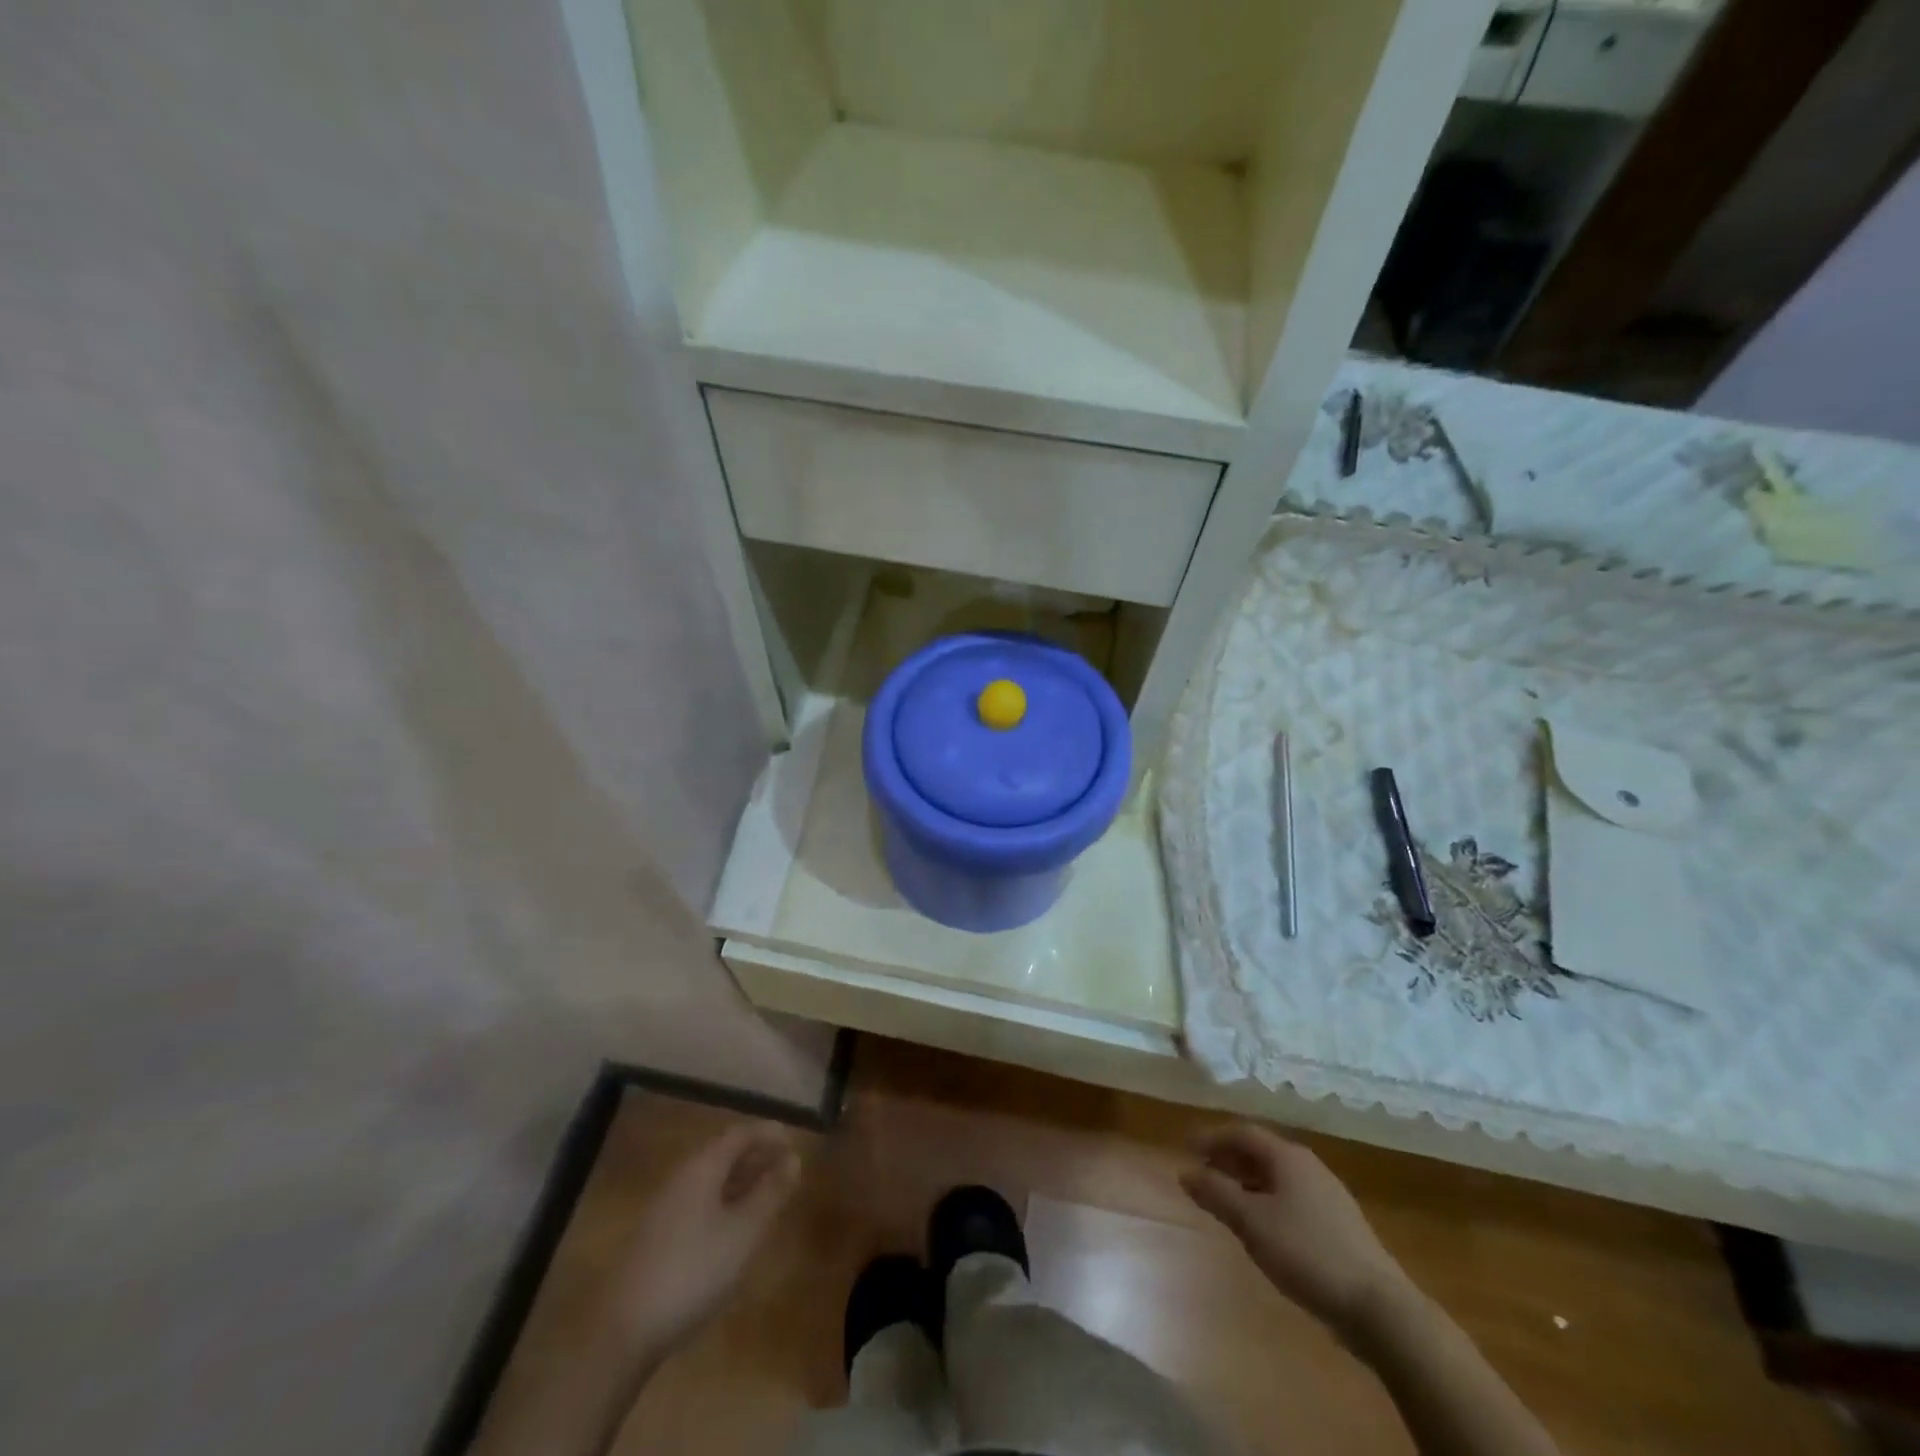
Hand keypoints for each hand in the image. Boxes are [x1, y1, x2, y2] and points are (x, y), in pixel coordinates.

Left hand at [609, 1122, 800, 1359]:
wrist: (624, 1331)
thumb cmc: (693, 1271)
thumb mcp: (744, 1232)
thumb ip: (770, 1193)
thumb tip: (793, 1159)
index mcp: (702, 1168)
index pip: (739, 1134)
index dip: (768, 1134)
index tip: (794, 1144)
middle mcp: (681, 1178)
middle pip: (723, 1154)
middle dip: (756, 1157)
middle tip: (786, 1171)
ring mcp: (665, 1209)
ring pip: (711, 1181)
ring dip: (741, 1182)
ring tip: (767, 1198)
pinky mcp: (657, 1238)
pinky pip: (699, 1203)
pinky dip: (725, 1203)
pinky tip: (735, 1230)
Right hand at [1181, 1123, 1408, 1342]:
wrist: (1380, 1308)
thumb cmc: (1308, 1253)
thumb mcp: (1252, 1223)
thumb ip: (1216, 1194)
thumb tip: (1185, 1172)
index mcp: (1287, 1157)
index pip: (1242, 1132)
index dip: (1211, 1138)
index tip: (1186, 1150)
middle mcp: (1308, 1166)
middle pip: (1260, 1151)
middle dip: (1227, 1159)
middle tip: (1201, 1174)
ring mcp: (1327, 1195)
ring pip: (1276, 1177)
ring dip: (1246, 1182)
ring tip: (1224, 1202)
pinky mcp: (1338, 1224)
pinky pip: (1291, 1198)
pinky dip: (1266, 1201)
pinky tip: (1260, 1228)